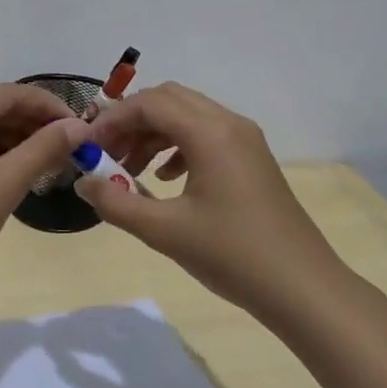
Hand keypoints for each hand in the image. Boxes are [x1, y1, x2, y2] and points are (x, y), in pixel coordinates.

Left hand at [0, 83, 87, 316]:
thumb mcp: (3, 186)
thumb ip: (44, 149)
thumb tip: (80, 126)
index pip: (5, 93)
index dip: (47, 107)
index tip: (82, 127)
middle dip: (28, 122)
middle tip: (69, 145)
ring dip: (8, 137)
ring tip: (48, 159)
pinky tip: (14, 168)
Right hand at [80, 82, 343, 320]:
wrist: (303, 288)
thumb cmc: (232, 255)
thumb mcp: (164, 231)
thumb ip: (116, 203)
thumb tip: (83, 182)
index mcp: (210, 133)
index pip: (149, 104)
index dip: (112, 120)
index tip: (88, 148)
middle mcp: (229, 124)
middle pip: (168, 99)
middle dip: (131, 121)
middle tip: (106, 154)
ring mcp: (245, 140)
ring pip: (187, 116)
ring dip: (152, 133)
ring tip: (129, 170)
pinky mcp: (251, 159)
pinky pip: (205, 134)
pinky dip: (176, 145)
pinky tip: (164, 180)